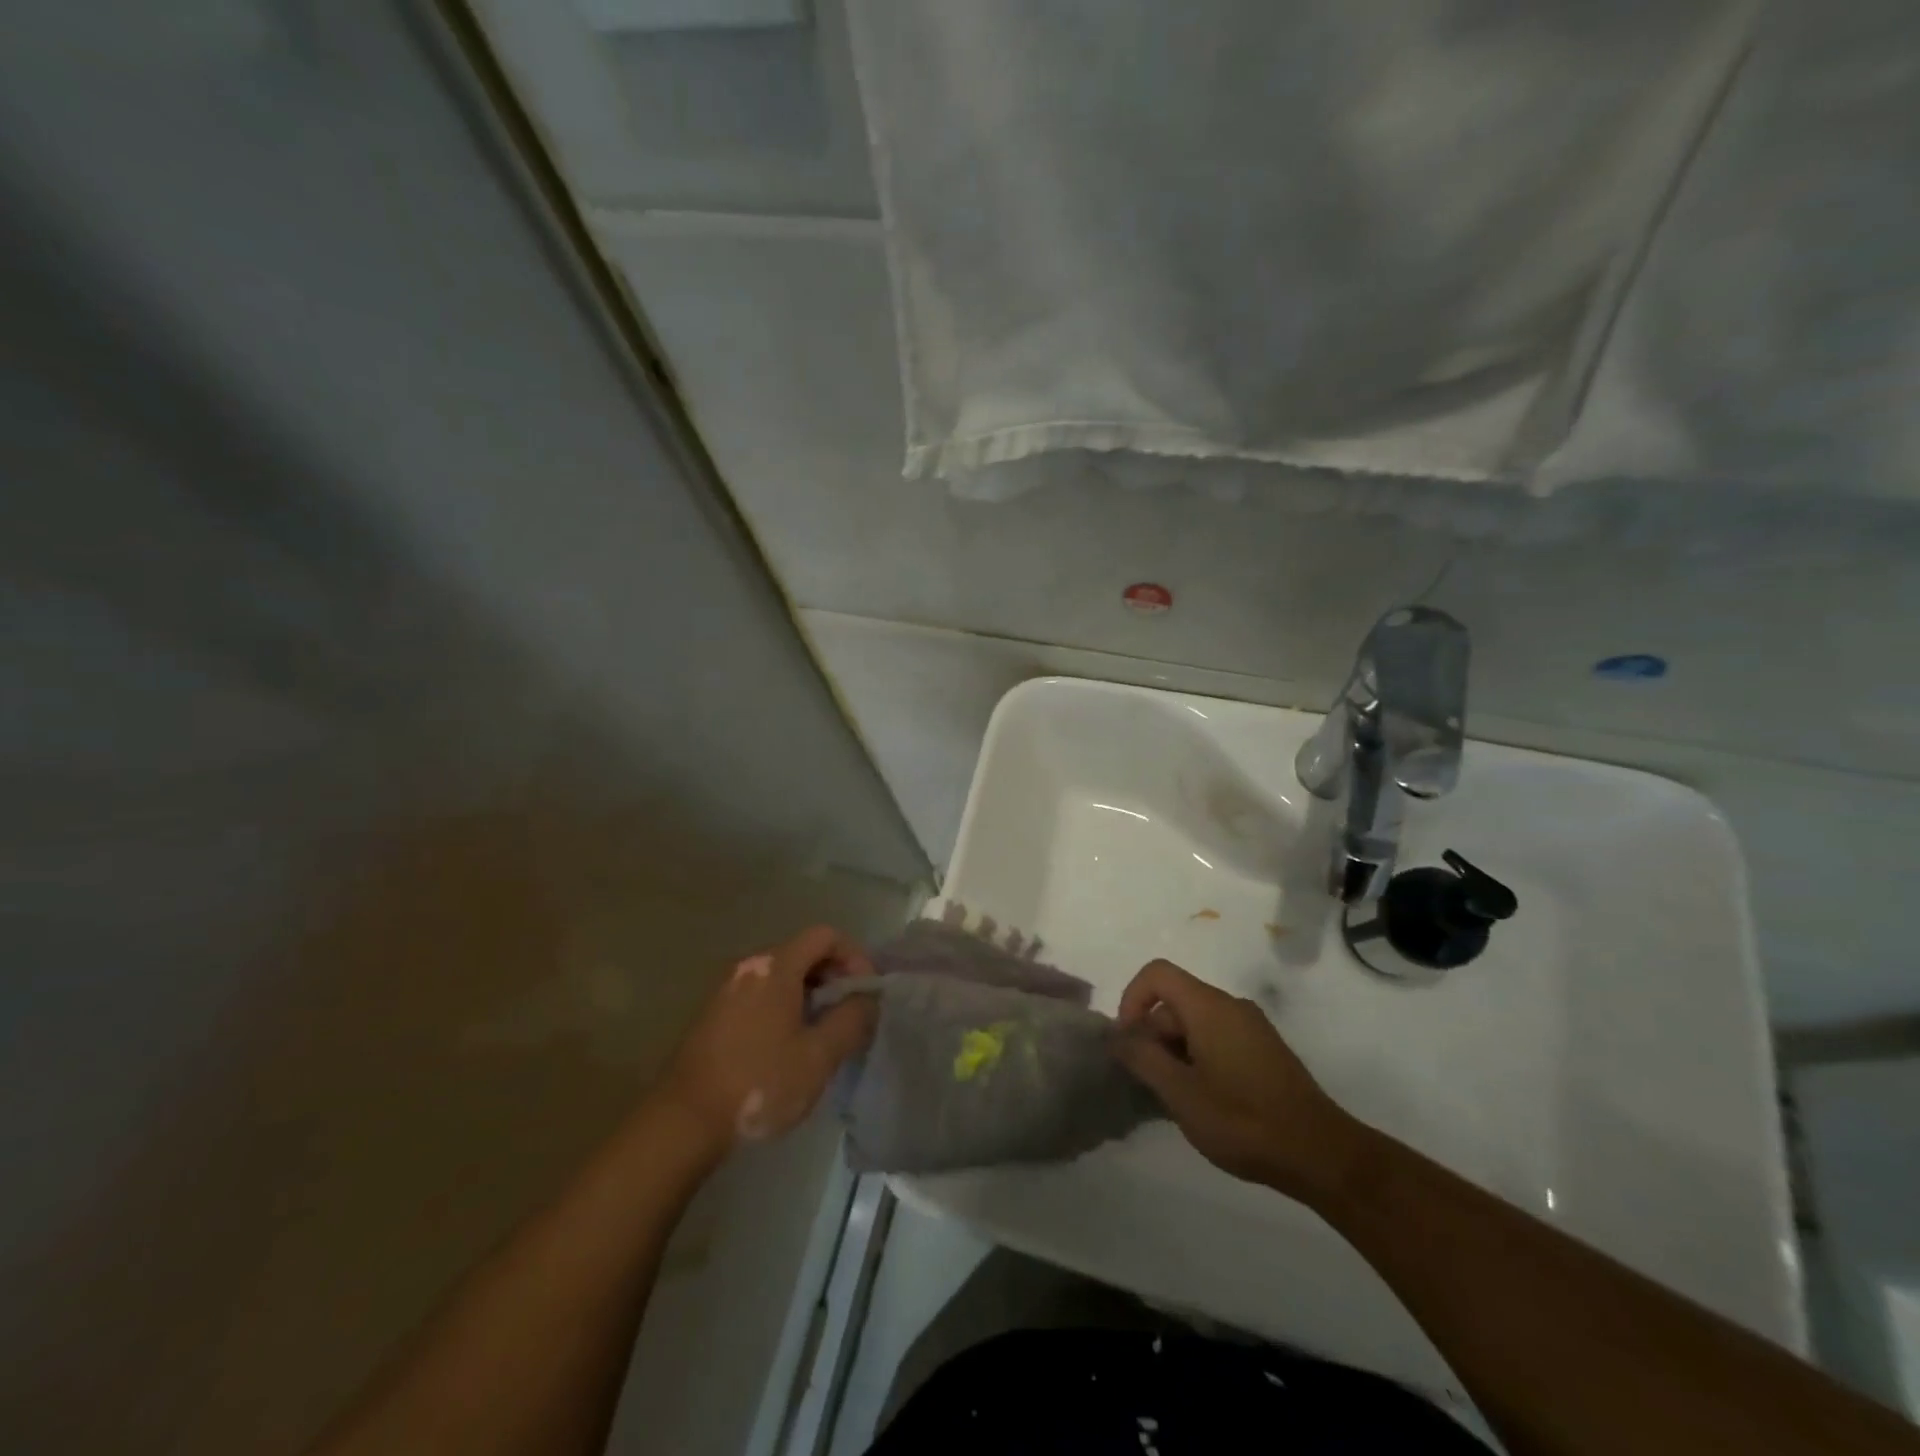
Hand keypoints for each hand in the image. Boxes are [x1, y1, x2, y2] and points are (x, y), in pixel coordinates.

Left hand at [659, 925, 876, 1153]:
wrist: (683, 1121)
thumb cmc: (759, 1083)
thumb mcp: (818, 1056)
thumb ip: (852, 1020)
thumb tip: (866, 999)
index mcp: (775, 966)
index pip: (825, 936)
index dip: (854, 957)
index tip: (866, 993)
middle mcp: (749, 965)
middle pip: (803, 952)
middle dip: (834, 977)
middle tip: (849, 1016)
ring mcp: (726, 988)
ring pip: (782, 976)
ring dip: (809, 995)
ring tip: (822, 1035)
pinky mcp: (714, 1013)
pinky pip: (761, 994)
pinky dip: (784, 1007)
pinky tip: (788, 1046)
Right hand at [1114, 959, 1358, 1201]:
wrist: (1322, 1155)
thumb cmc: (1244, 1121)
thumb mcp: (1181, 1093)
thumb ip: (1142, 1058)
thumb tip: (1117, 1036)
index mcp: (1209, 1006)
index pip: (1157, 974)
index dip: (1132, 999)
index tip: (1129, 1042)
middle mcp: (1231, 1005)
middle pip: (1175, 1001)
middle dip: (1153, 1035)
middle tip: (1150, 1083)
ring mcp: (1251, 1027)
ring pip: (1195, 1022)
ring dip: (1174, 1051)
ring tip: (1175, 1098)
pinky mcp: (1264, 1050)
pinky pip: (1217, 1037)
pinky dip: (1197, 1058)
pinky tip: (1203, 1100)